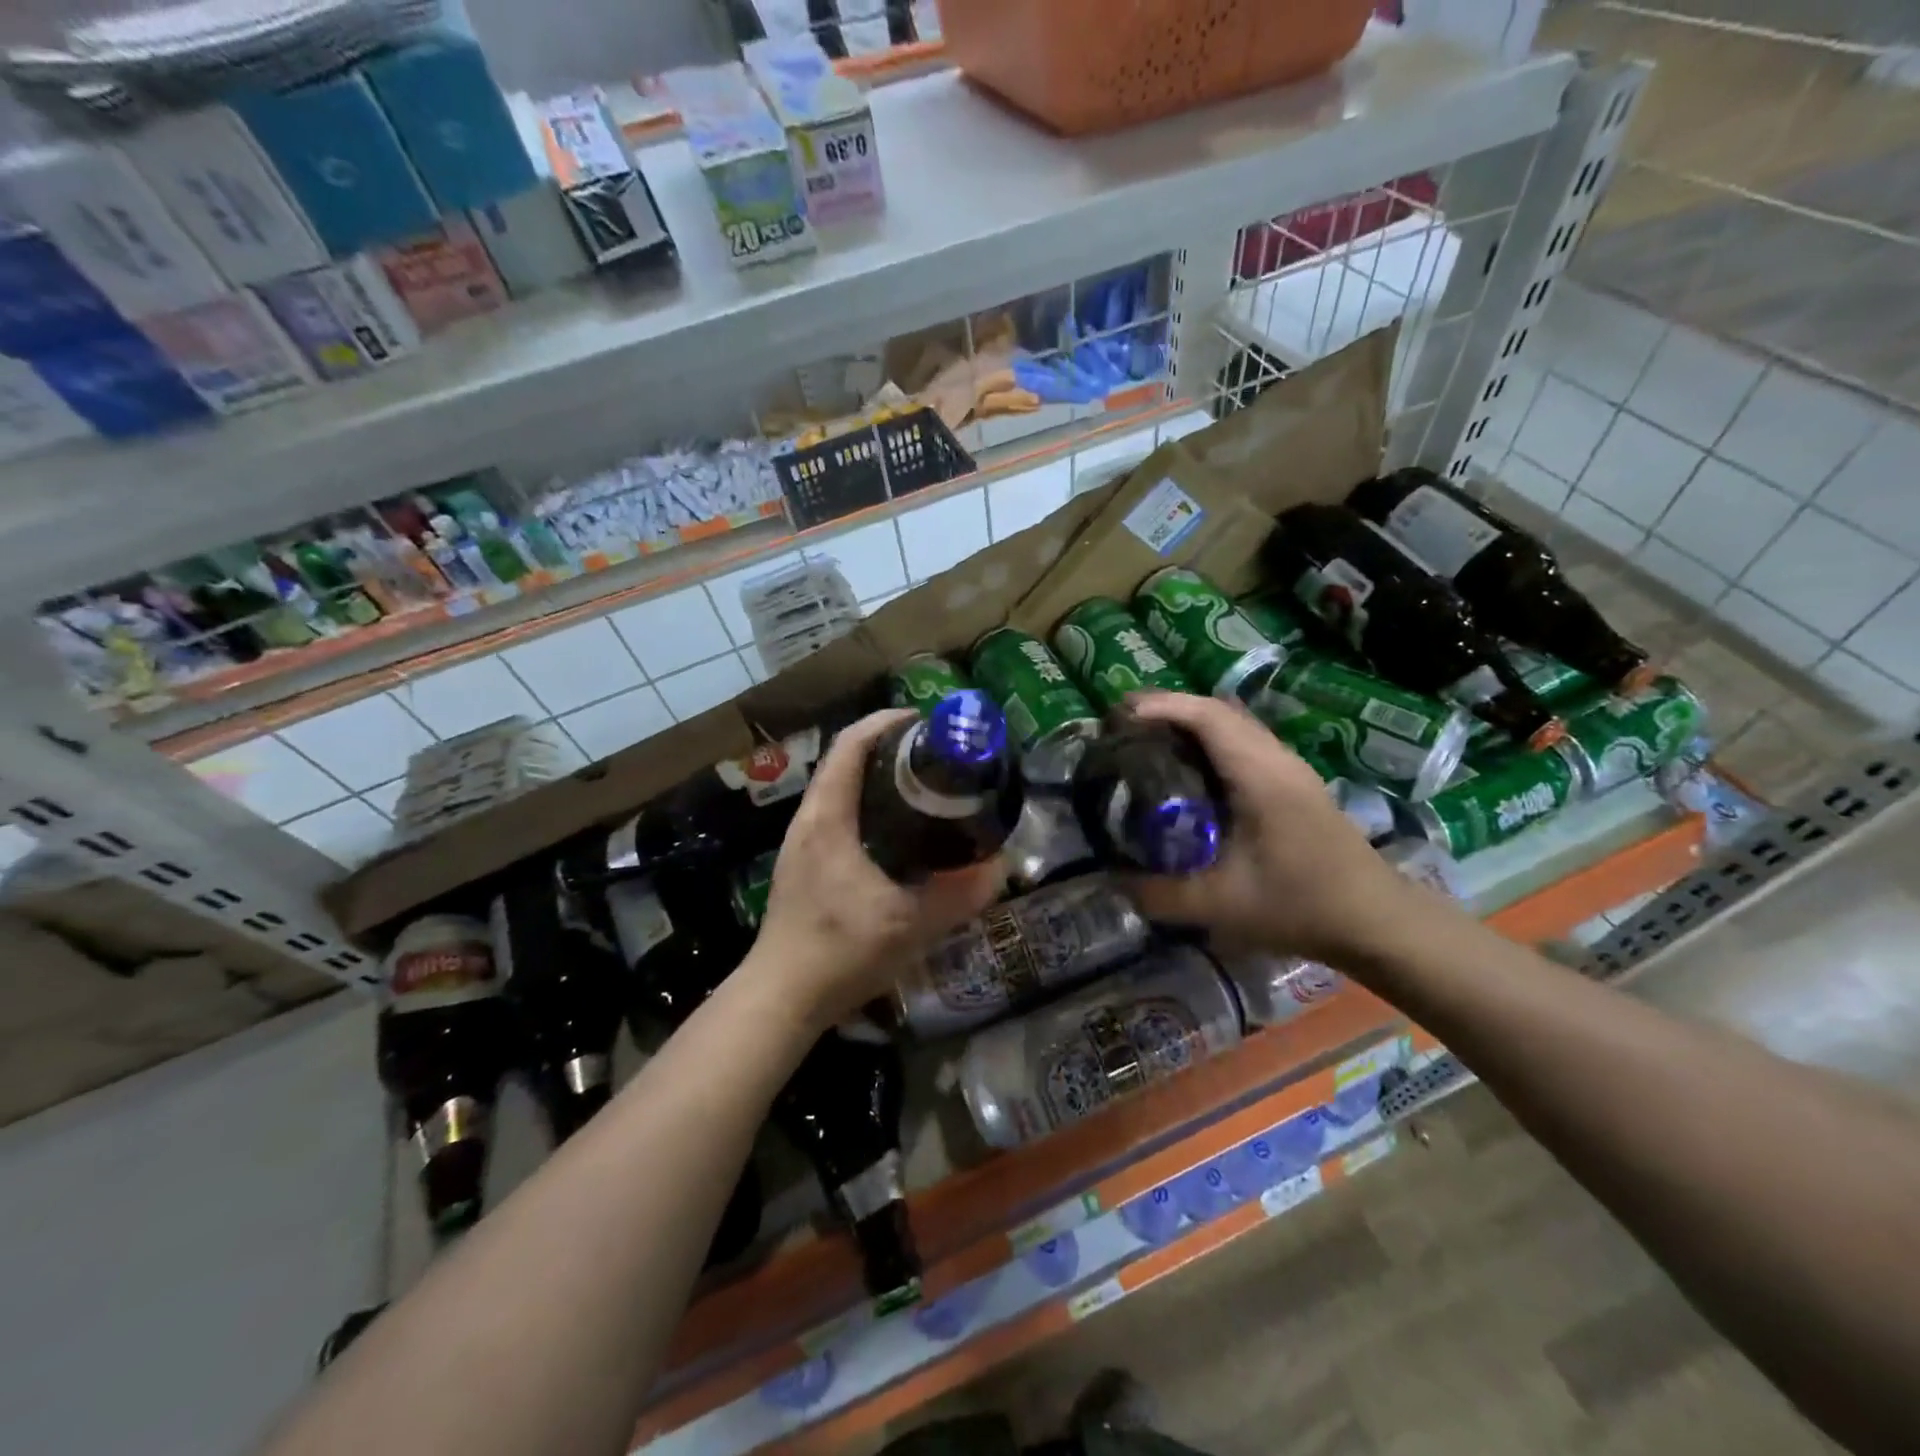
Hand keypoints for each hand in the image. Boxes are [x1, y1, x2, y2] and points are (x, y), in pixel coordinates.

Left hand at [749, 709, 1005, 1028]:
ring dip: (874, 775)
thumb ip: (958, 895)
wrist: (780, 998)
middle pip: (843, 760)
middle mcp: (809, 820)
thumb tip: (1000, 866)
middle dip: (887, 747)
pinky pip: (835, 814)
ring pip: (838, 788)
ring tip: (921, 786)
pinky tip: (895, 832)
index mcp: (828, 818)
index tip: (925, 721)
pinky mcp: (803, 864)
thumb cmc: (839, 952)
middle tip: (934, 755)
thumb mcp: (910, 924)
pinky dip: (865, 803)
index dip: (886, 722)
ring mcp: (801, 842)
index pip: (850, 745)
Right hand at [1119, 692, 1429, 963]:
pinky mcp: (1295, 784)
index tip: (1119, 717)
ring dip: (1190, 724)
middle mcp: (1276, 759)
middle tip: (1123, 728)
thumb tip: (1111, 879)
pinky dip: (1209, 742)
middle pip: (1218, 711)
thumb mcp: (1219, 905)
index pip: (1207, 716)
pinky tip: (1189, 773)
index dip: (1161, 706)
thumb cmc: (1300, 904)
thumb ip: (1159, 894)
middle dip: (1168, 710)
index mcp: (1259, 774)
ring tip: (1147, 742)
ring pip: (1233, 725)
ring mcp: (1290, 769)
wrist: (1377, 920)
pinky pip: (1244, 744)